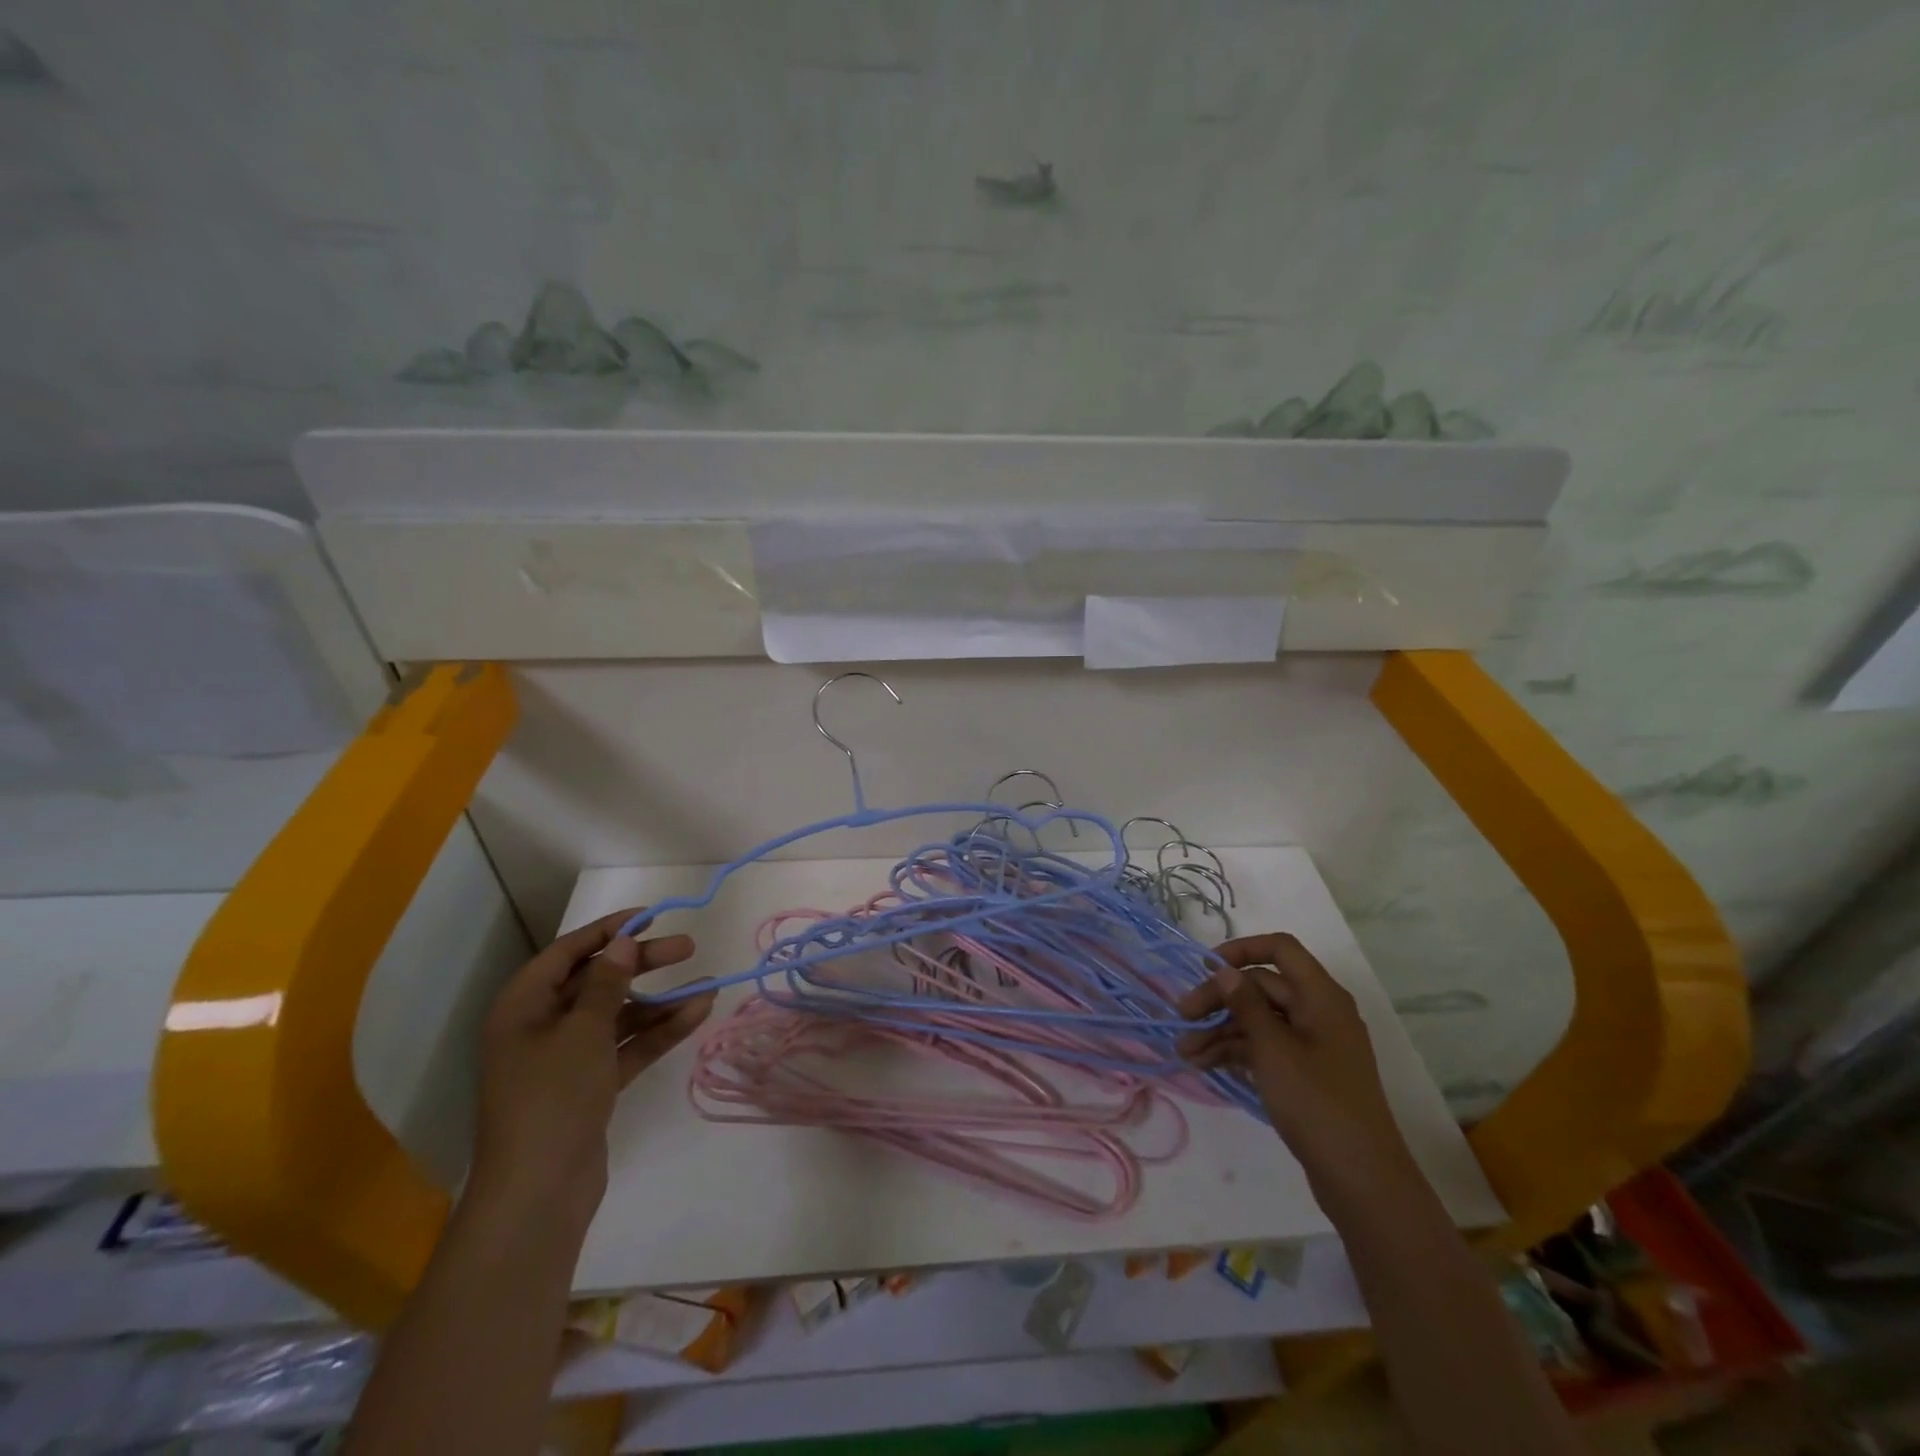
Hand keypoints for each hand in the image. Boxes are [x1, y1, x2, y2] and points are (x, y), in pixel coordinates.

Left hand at [469, 909, 715, 1235]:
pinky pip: (627, 1047)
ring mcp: (566, 1059)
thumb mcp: (583, 1031)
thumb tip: (620, 944)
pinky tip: (697, 1015)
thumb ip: (607, 983)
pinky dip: (658, 1032)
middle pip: (598, 982)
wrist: (538, 1193)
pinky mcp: (590, 1087)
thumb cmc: (552, 1097)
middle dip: (643, 964)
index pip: (568, 953)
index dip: (608, 931)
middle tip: (687, 948)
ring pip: (618, 1016)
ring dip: (659, 1002)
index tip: (650, 917)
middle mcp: (541, 1027)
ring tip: (707, 985)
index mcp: (523, 1007)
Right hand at [1178, 933, 1418, 1205]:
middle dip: (1219, 1000)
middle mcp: (1318, 1011)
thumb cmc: (1316, 1102)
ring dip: (1221, 1030)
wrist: (1361, 1178)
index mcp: (1320, 996)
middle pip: (1262, 986)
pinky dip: (1236, 1052)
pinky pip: (1265, 1047)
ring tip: (1185, 1053)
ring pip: (1259, 1020)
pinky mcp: (1305, 1072)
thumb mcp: (1273, 1049)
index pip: (1280, 948)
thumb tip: (1224, 970)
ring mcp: (1313, 1044)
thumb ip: (1245, 1004)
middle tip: (1182, 1019)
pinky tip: (1205, 1065)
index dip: (1241, 950)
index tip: (1205, 968)